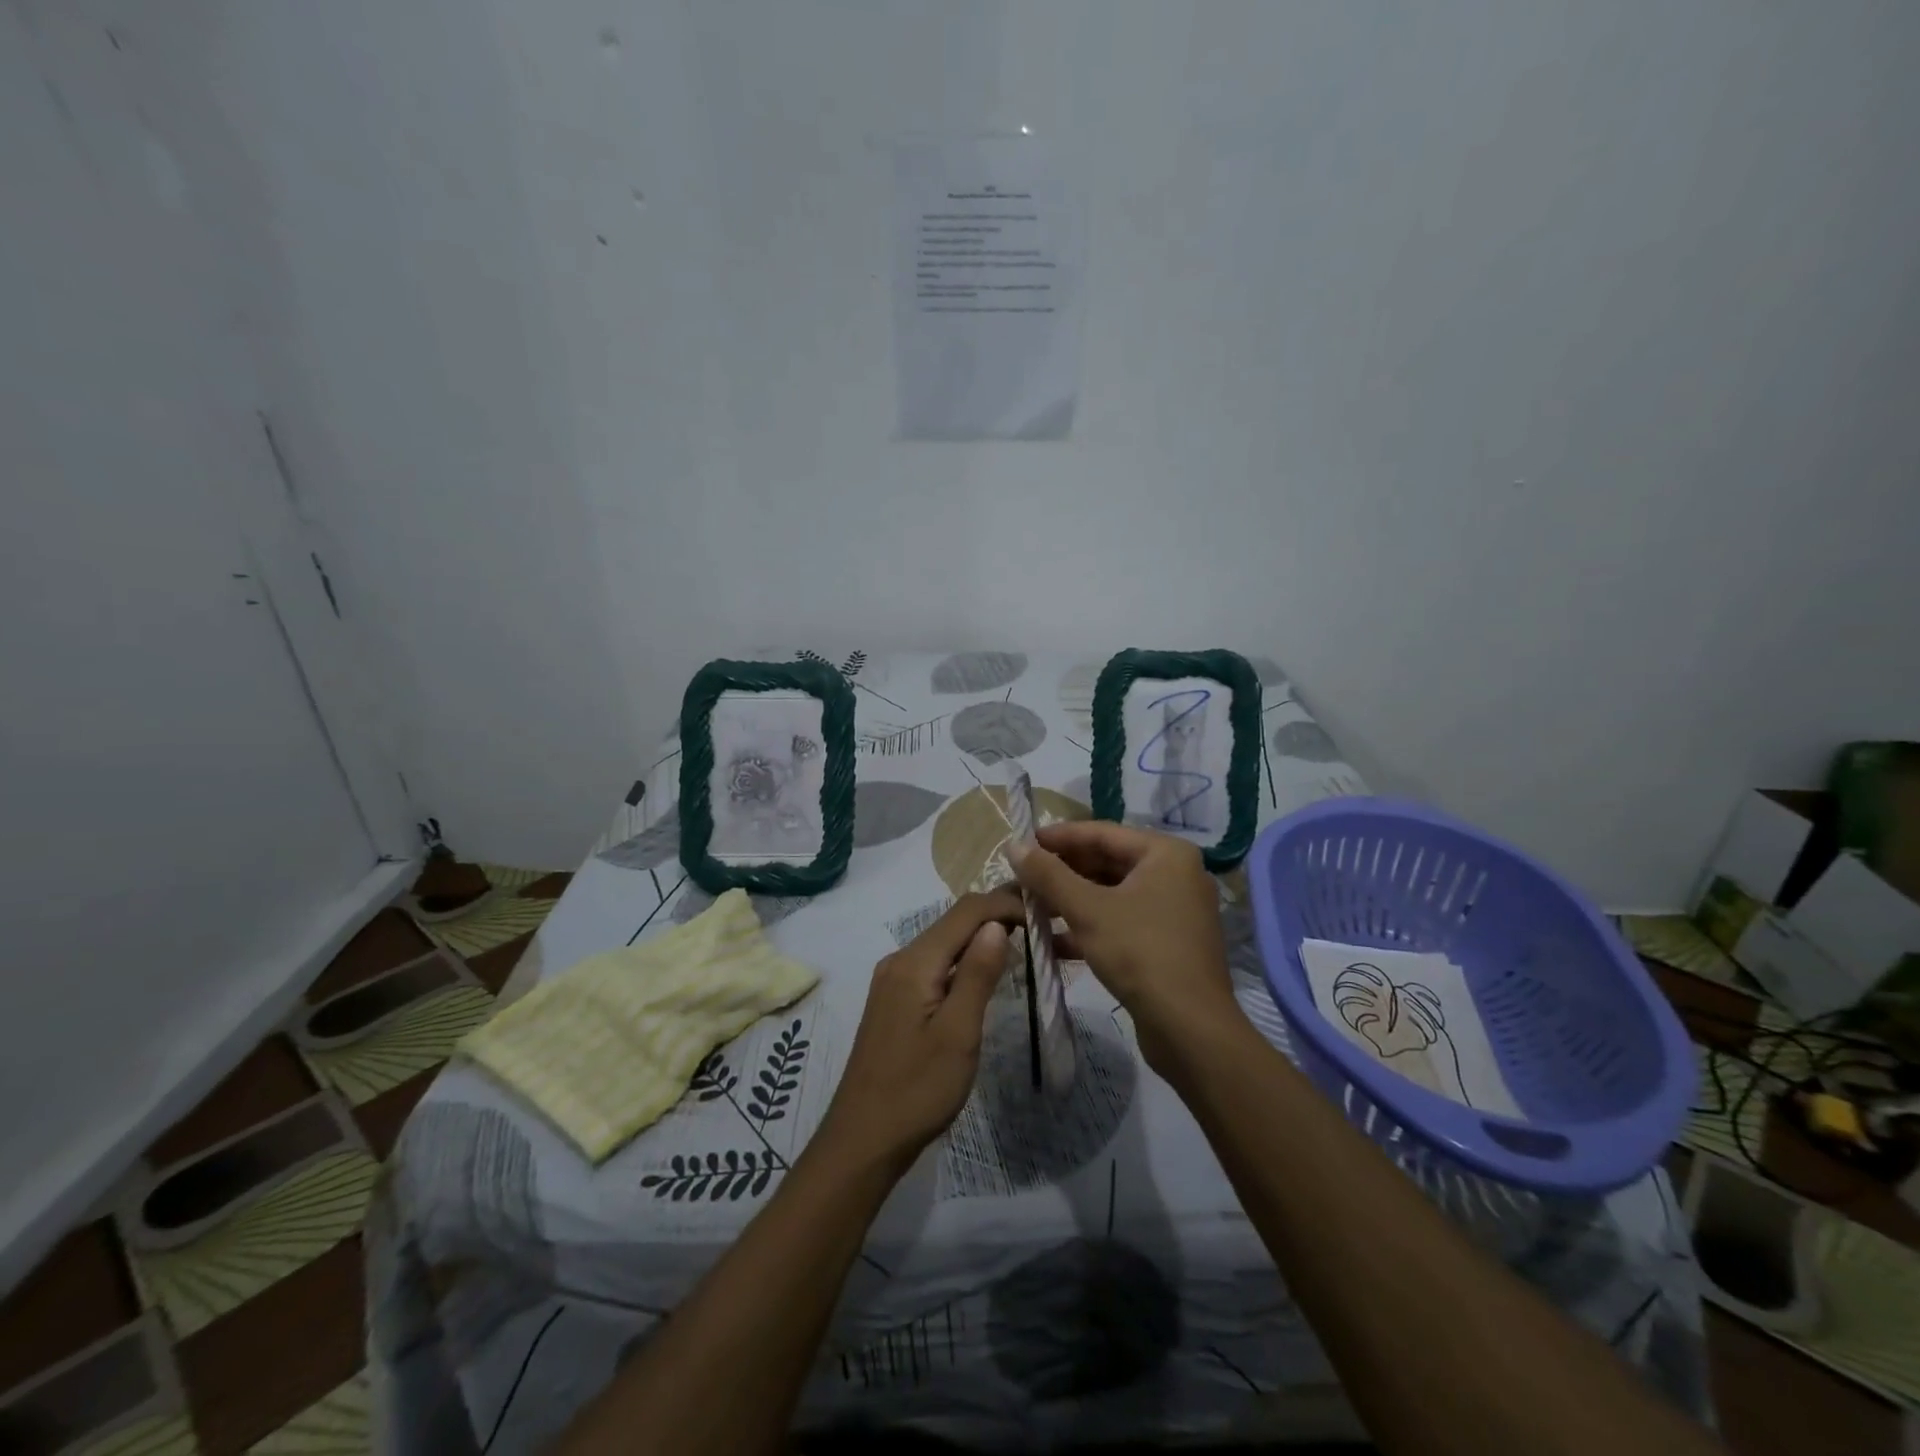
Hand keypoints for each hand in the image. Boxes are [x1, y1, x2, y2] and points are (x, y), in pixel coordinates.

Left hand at [812, 889, 1019, 1174]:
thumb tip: (997, 923)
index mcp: (915, 962)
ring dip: (980, 936)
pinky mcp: (894, 999)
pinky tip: (983, 973)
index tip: (1043, 914)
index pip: (966, 911)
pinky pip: (934, 963)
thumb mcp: (958, 1033)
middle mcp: (900, 960)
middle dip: (996, 915)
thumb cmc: (917, 1090)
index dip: (1005, 904)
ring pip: (944, 941)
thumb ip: (978, 974)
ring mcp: (893, 979)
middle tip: (1040, 923)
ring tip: (1022, 942)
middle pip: (953, 921)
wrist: (863, 1139)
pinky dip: (963, 959)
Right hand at [1008, 821, 1241, 1075]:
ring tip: (1031, 908)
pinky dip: (1090, 926)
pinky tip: (1054, 941)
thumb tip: (1013, 845)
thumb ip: (1048, 874)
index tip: (1022, 843)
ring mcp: (1174, 910)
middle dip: (1063, 873)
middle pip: (1108, 862)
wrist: (1190, 1029)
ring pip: (1112, 894)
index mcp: (1165, 853)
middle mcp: (1175, 874)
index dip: (1059, 837)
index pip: (1102, 832)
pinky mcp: (1168, 942)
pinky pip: (1122, 920)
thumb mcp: (1087, 910)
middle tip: (1023, 878)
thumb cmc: (1139, 953)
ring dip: (1072, 901)